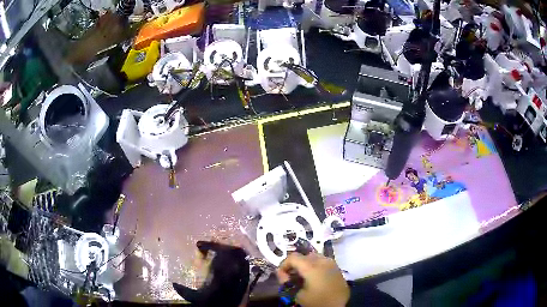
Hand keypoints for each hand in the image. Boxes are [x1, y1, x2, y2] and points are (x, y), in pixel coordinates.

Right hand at [277, 253, 349, 306]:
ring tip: (302, 277)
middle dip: (295, 265)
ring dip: (306, 264)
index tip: (281, 276)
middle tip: (291, 277)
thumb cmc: (317, 302)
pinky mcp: (337, 268)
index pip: (293, 257)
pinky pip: (323, 262)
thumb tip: (283, 275)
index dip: (284, 265)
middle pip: (304, 256)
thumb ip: (287, 282)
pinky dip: (315, 267)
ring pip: (315, 257)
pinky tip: (314, 278)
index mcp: (312, 266)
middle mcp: (323, 261)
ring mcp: (332, 263)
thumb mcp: (298, 295)